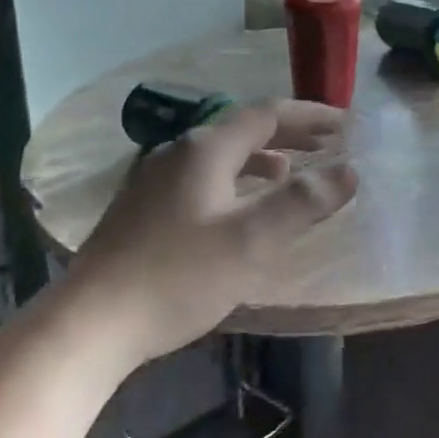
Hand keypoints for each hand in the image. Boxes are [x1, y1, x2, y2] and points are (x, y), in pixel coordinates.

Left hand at [62, 99, 357, 366]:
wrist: (90, 323)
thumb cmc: (178, 276)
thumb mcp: (251, 240)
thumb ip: (302, 202)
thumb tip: (348, 170)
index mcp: (206, 148)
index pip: (268, 114)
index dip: (310, 115)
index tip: (345, 123)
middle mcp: (178, 151)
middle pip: (243, 129)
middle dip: (289, 134)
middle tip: (327, 144)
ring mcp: (154, 177)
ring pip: (220, 154)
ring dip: (261, 158)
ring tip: (289, 173)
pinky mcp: (142, 206)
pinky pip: (202, 176)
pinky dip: (234, 179)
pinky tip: (236, 207)